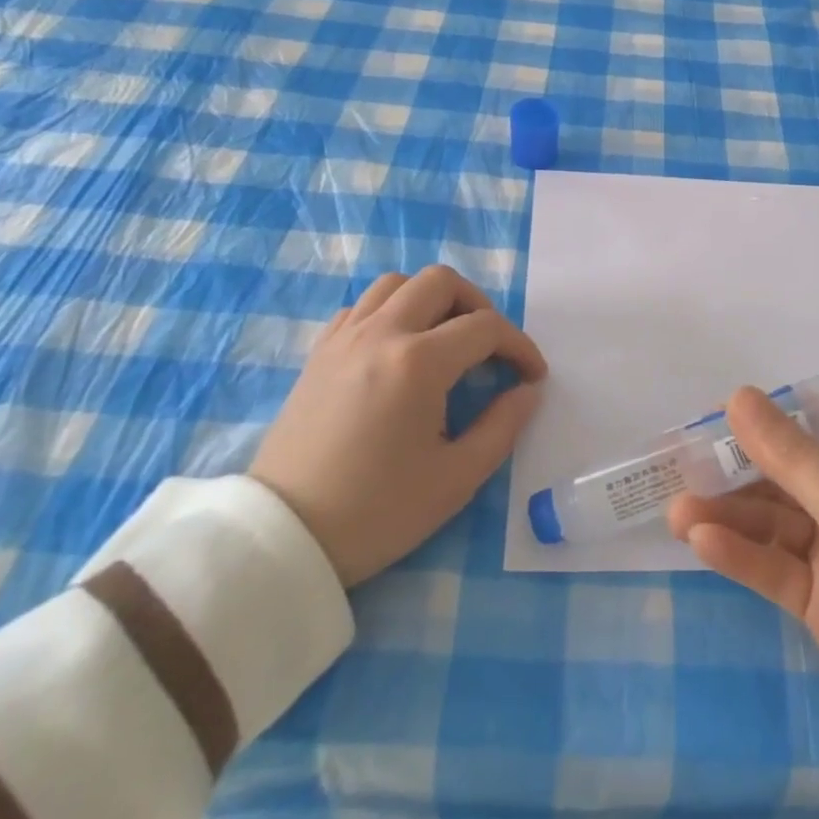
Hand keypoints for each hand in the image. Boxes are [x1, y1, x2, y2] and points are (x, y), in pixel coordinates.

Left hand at [250, 265, 546, 586]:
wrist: (285, 536)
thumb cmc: (376, 511)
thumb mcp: (456, 479)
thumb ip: (502, 427)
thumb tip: (527, 392)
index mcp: (418, 362)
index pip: (485, 328)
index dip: (520, 347)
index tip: (533, 376)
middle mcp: (381, 333)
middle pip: (441, 282)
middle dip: (479, 306)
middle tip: (489, 347)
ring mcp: (344, 337)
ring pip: (397, 283)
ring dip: (432, 299)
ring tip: (445, 338)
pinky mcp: (320, 352)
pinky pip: (363, 305)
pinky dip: (391, 310)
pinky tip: (399, 347)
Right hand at [667, 388, 818, 816]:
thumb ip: (794, 458)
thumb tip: (738, 395)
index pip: (813, 425)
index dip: (763, 417)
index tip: (708, 417)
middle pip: (784, 472)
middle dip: (734, 469)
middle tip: (678, 467)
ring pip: (771, 520)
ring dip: (726, 514)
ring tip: (677, 511)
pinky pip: (772, 566)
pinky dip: (739, 553)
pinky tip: (702, 542)